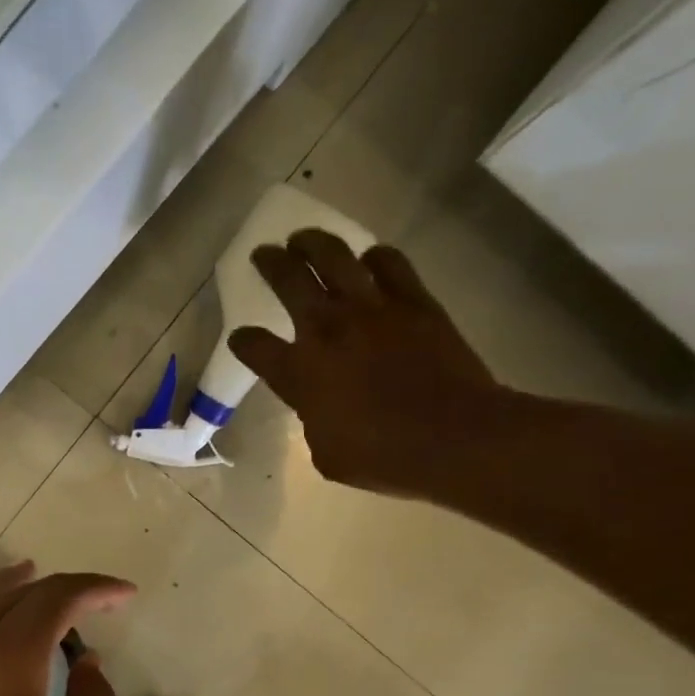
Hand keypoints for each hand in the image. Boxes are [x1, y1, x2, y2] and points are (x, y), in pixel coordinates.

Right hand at [228, 230, 505, 496]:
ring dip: (314, 242)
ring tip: (304, 238)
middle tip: (263, 253)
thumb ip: (313, 419)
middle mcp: (328, 330)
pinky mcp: (413, 301)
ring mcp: (372, 309)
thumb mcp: (327, 452)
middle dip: (270, 264)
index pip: (254, 348)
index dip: (243, 342)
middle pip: (289, 281)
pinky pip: (389, 263)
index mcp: (299, 373)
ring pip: (334, 256)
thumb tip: (319, 403)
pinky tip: (368, 259)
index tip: (240, 339)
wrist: (453, 437)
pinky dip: (374, 257)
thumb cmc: (383, 457)